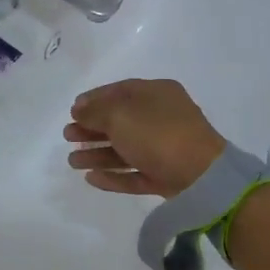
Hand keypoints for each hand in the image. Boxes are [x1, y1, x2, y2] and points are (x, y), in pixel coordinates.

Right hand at [64, 79, 226, 197]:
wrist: (201, 175)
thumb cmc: (157, 133)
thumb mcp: (120, 114)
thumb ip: (95, 111)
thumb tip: (80, 110)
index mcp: (156, 94)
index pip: (121, 91)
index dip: (94, 99)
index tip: (72, 110)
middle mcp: (161, 118)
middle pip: (120, 121)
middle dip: (92, 128)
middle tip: (68, 136)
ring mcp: (165, 149)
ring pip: (125, 149)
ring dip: (97, 154)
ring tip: (72, 161)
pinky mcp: (166, 176)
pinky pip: (135, 173)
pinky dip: (113, 175)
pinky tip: (91, 178)